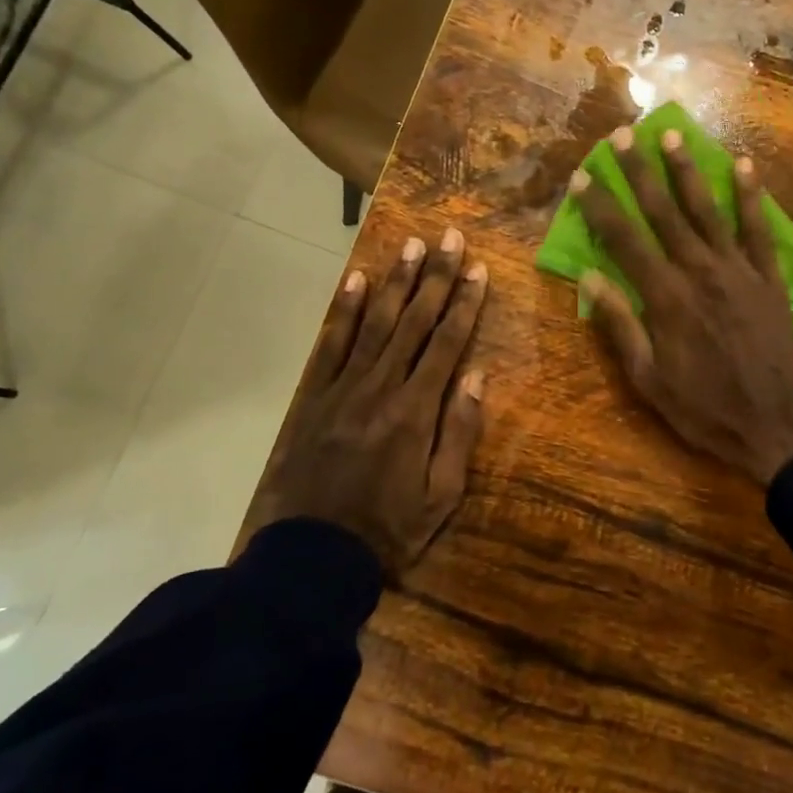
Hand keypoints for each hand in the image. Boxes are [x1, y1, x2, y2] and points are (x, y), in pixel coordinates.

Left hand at [248, 230, 487, 574]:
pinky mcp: (314, 397)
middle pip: (412, 322)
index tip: (478, 269)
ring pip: (374, 324)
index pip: (446, 344)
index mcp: (416, 411)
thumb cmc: (389, 529)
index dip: (464, 304)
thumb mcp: (442, 496)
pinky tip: (355, 281)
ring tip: (410, 246)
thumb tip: (476, 375)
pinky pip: (331, 345)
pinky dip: (343, 311)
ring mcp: (343, 388)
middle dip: (434, 278)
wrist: (314, 554)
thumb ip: (460, 433)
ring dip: (394, 282)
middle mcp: (381, 387)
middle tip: (448, 238)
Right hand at [572, 127, 792, 485]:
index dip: (600, 206)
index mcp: (665, 297)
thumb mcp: (648, 378)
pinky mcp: (769, 278)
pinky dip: (750, 196)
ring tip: (671, 134)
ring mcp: (739, 270)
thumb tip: (590, 278)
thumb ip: (620, 324)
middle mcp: (700, 271)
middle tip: (623, 135)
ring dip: (687, 170)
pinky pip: (758, 229)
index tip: (583, 176)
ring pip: (708, 210)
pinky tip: (743, 166)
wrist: (774, 424)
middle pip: (664, 212)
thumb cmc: (702, 407)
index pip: (625, 239)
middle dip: (639, 171)